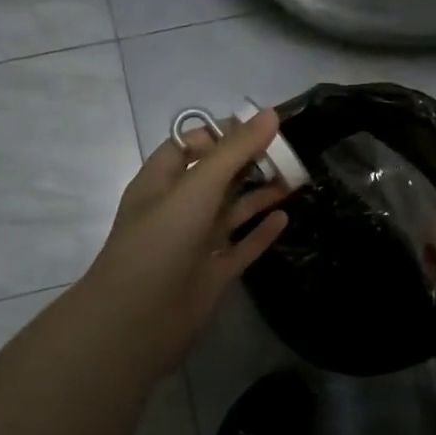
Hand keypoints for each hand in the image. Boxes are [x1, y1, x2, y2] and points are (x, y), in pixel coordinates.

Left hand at [76, 109, 291, 374]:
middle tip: (290, 149)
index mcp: (162, 181)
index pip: (191, 144)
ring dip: (260, 193)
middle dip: (249, 161)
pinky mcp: (213, 272)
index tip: (262, 123)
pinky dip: (261, 232)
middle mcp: (179, 208)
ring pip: (232, 210)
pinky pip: (242, 246)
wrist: (138, 321)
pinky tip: (285, 217)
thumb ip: (234, 151)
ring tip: (297, 177)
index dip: (223, 132)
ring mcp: (196, 242)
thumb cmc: (161, 241)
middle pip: (217, 176)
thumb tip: (270, 113)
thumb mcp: (197, 188)